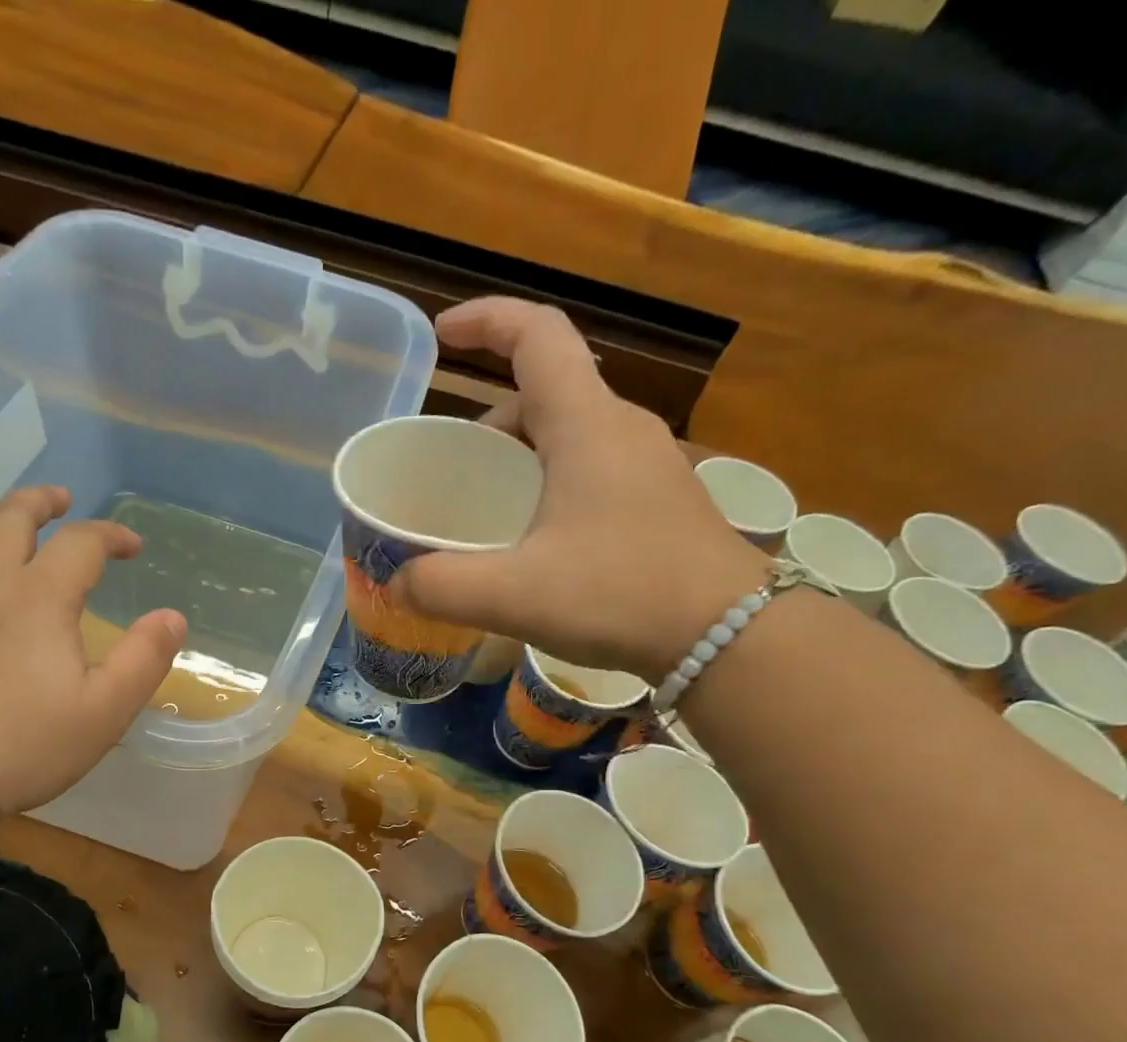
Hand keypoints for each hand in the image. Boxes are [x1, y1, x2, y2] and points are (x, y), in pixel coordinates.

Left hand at [0, 474, 185, 817]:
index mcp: (40, 597)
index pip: (83, 544)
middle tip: (57, 498)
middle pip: (12, 519)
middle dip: (41, 503)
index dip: (111, 536)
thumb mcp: (103, 713)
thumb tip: (173, 616)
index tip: (131, 546)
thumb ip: (143, 660)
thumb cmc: (20, 747)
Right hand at [390, 298, 768, 680]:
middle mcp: (621, 428)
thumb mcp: (515, 595)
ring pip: (570, 433)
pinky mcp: (659, 499)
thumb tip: (397, 583)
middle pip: (546, 392)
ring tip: (487, 512)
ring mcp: (648, 463)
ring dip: (520, 457)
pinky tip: (536, 541)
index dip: (486, 320)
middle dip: (490, 420)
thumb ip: (443, 586)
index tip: (443, 336)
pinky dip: (551, 483)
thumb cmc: (620, 596)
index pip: (536, 335)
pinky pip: (592, 467)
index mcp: (585, 424)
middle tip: (453, 471)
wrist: (729, 636)